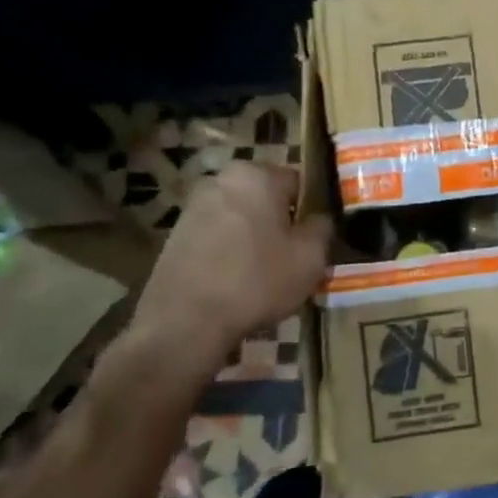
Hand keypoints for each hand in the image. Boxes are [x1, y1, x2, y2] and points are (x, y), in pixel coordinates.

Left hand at [131, 162, 332, 361]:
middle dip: (280, 221)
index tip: (315, 237)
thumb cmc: (257, 280)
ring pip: (241, 217)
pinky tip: (236, 280)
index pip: (299, 181)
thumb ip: (322, 227)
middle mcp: (221, 180)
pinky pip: (218, 235)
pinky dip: (230, 250)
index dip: (312, 210)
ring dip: (255, 236)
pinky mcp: (175, 235)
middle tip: (293, 256)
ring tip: (265, 272)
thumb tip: (319, 218)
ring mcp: (193, 207)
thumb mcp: (311, 256)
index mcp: (257, 175)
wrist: (185, 322)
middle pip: (266, 197)